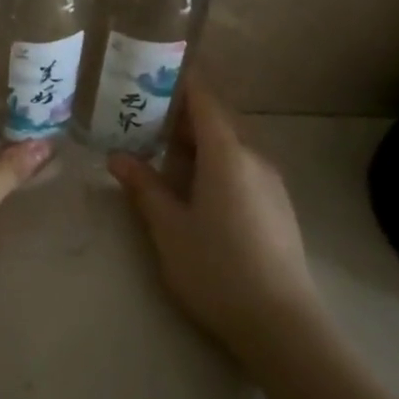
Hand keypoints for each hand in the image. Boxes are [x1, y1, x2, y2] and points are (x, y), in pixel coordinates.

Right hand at [108, 77, 318, 357]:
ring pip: (230, 145)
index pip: (204, 99)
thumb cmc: (217, 269)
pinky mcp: (277, 205)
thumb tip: (117, 157)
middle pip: (217, 120)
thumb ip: (144, 187)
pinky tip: (194, 189)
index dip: (179, 82)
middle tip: (142, 118)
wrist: (281, 324)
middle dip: (181, 115)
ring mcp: (271, 182)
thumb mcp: (168, 229)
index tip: (150, 74)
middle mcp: (254, 158)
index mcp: (227, 155)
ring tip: (161, 154)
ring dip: (198, 142)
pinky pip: (242, 166)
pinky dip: (215, 162)